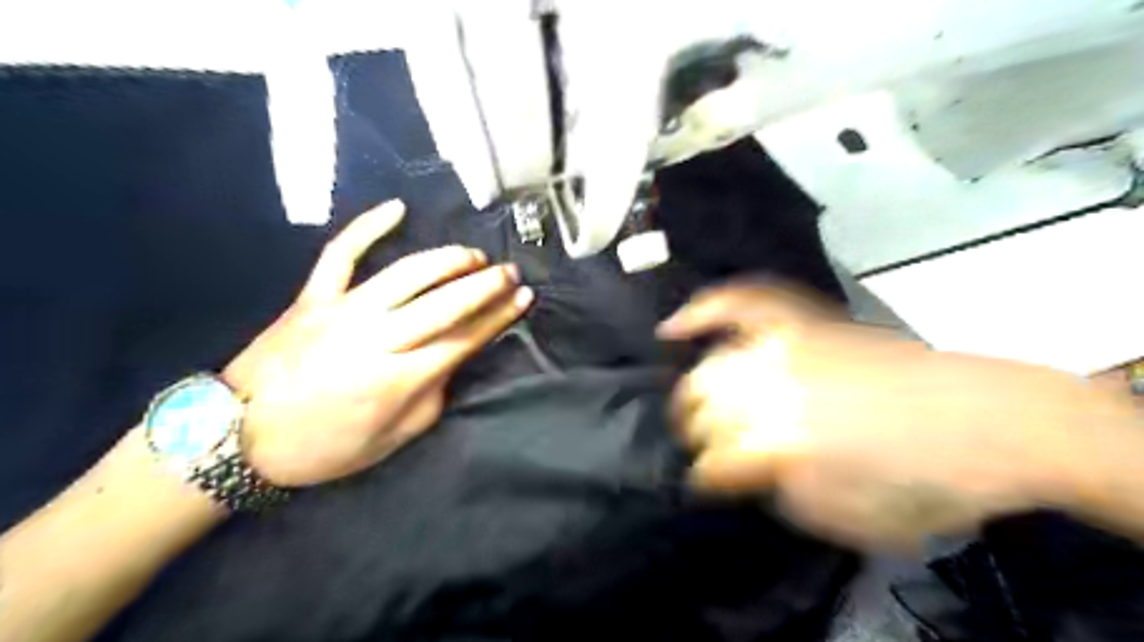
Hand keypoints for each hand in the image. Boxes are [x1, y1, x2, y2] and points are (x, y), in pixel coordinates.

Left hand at [223, 200, 536, 486]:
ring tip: (473, 255)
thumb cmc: (322, 448)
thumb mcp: (392, 440)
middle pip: (444, 302)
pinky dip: (368, 227)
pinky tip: (396, 208)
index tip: (523, 298)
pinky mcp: (312, 297)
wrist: (236, 438)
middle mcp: (376, 338)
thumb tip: (452, 362)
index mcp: (399, 379)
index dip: (498, 317)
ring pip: (406, 274)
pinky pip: (341, 254)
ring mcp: (342, 311)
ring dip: (446, 260)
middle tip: (510, 271)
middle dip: (485, 284)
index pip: (464, 339)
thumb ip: (431, 398)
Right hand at [652, 281, 1133, 549]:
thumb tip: (750, 472)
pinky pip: (744, 304)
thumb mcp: (848, 520)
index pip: (714, 460)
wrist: (989, 421)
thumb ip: (782, 495)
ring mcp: (786, 346)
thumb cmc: (926, 483)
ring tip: (692, 402)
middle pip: (704, 407)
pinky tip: (677, 325)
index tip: (708, 483)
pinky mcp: (804, 322)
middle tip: (702, 445)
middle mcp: (772, 387)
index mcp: (781, 443)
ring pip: (712, 365)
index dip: (706, 476)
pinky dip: (707, 310)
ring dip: (695, 390)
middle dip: (695, 431)